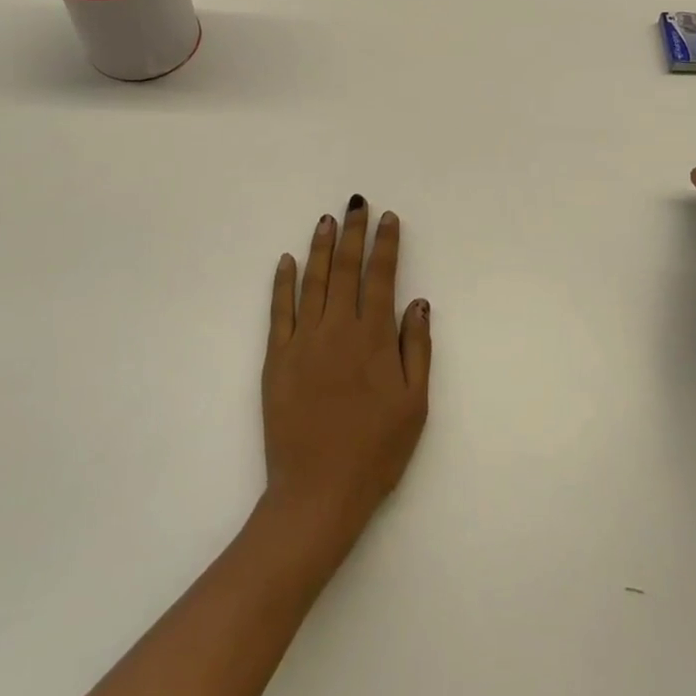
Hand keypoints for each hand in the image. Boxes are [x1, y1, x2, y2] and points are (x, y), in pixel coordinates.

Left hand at [262, 197, 431, 545]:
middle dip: (352, 232)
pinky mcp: (276, 358)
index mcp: (374, 338)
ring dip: (320, 247)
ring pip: (313, 281)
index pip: (381, 277)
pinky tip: (286, 261)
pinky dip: (282, 282)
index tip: (388, 218)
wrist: (318, 492)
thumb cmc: (375, 450)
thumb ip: (417, 349)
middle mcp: (338, 329)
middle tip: (355, 203)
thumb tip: (419, 302)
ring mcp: (303, 341)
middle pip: (345, 268)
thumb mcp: (415, 404)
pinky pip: (279, 310)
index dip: (386, 245)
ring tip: (326, 220)